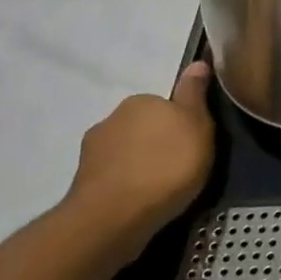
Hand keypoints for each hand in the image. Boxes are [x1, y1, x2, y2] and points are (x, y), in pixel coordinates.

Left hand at [64, 61, 216, 251]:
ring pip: (124, 152)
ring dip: (138, 165)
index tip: (193, 144)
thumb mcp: (197, 125)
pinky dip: (124, 186)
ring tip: (158, 190)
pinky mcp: (82, 183)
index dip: (181, 124)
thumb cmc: (167, 166)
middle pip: (143, 127)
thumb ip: (194, 94)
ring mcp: (92, 152)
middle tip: (179, 167)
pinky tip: (138, 203)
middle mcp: (112, 118)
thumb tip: (197, 62)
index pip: (165, 105)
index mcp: (141, 101)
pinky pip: (112, 178)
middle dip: (157, 143)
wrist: (114, 217)